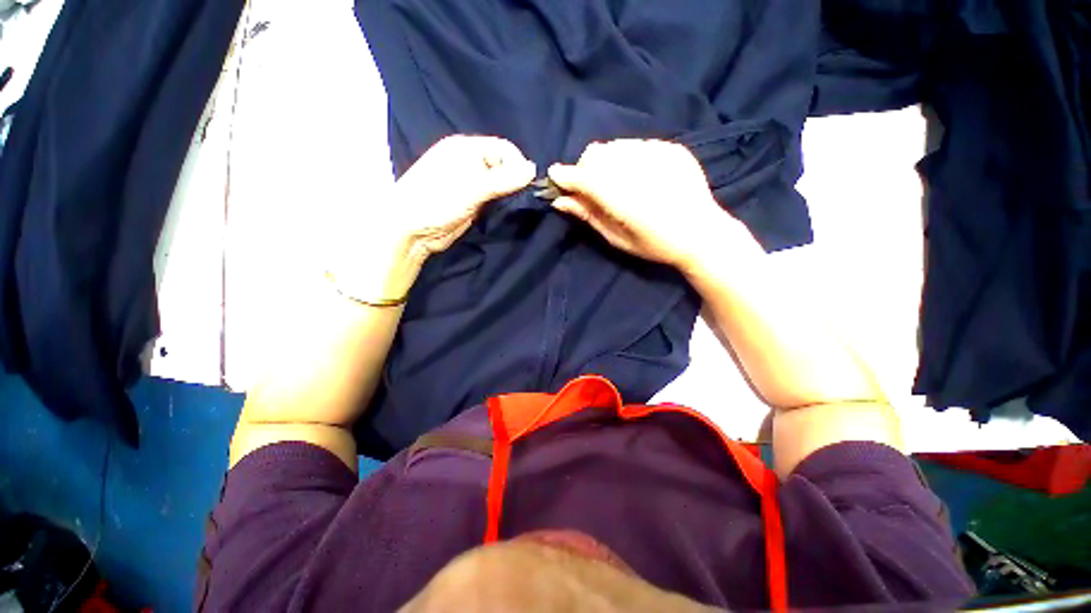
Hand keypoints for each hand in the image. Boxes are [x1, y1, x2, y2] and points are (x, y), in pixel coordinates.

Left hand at [333, 135, 534, 300]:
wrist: (412, 231)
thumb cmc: (437, 201)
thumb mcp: (472, 188)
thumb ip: (502, 179)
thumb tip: (533, 170)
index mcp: (465, 148)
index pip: (503, 148)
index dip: (517, 164)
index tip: (527, 185)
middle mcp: (469, 162)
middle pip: (502, 165)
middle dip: (514, 179)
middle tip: (522, 197)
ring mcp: (470, 184)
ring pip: (499, 183)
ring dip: (509, 193)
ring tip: (516, 205)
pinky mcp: (472, 202)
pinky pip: (493, 198)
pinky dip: (501, 203)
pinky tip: (507, 210)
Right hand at [547, 139, 759, 272]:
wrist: (702, 234)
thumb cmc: (655, 245)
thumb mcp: (617, 238)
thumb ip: (588, 215)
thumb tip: (559, 200)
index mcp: (626, 200)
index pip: (585, 177)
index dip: (566, 176)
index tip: (554, 177)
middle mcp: (641, 171)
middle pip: (596, 154)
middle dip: (586, 169)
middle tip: (589, 187)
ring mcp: (660, 155)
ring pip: (614, 146)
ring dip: (606, 161)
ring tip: (615, 181)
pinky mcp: (672, 148)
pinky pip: (637, 144)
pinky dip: (627, 158)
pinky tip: (638, 176)